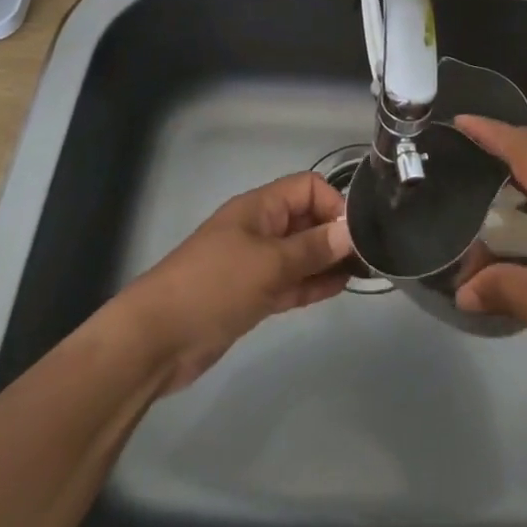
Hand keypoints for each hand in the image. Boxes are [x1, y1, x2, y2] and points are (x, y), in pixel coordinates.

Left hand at [115, 171, 354, 392]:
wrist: (157, 338)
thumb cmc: (214, 286)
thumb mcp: (269, 264)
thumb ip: (312, 248)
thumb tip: (351, 230)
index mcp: (260, 208)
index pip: (307, 188)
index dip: (333, 204)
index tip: (355, 234)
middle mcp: (260, 229)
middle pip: (306, 219)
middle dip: (335, 233)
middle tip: (369, 257)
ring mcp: (255, 263)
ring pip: (301, 253)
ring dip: (328, 260)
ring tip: (362, 274)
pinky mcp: (252, 295)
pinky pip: (290, 281)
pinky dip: (312, 283)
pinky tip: (338, 288)